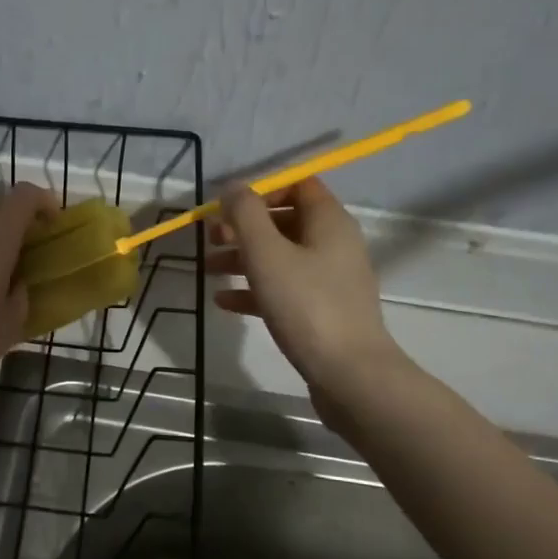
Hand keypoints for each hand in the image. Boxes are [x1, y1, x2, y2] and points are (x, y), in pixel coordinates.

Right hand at [209, 179, 405, 406]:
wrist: (349, 373)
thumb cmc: (306, 306)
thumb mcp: (267, 254)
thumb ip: (246, 215)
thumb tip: (232, 187)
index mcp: (328, 221)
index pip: (298, 185)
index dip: (261, 190)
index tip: (228, 208)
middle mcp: (334, 244)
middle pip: (285, 221)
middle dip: (245, 227)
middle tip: (210, 238)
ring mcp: (330, 279)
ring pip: (281, 256)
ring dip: (243, 258)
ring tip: (208, 269)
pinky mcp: (322, 311)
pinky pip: (284, 288)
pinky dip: (255, 289)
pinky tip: (224, 301)